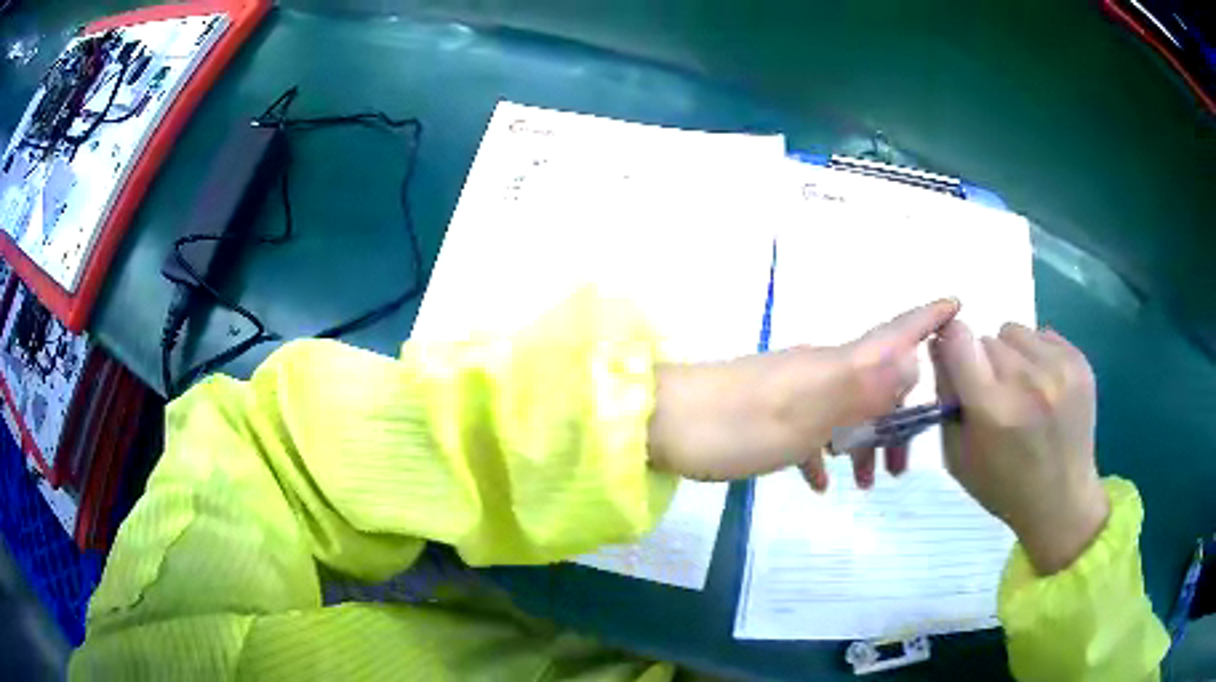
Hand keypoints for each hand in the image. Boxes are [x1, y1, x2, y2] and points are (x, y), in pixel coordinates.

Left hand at [649, 299, 958, 486]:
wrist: (657, 425)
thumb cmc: (734, 424)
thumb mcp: (805, 413)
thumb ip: (861, 388)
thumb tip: (914, 363)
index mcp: (833, 364)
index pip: (892, 333)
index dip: (927, 319)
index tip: (958, 307)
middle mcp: (818, 369)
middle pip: (877, 379)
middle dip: (902, 413)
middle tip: (908, 460)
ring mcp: (792, 391)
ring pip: (847, 410)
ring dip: (866, 441)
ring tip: (873, 480)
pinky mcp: (767, 414)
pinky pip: (811, 431)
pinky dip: (824, 453)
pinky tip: (822, 481)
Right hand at [931, 320, 1108, 574]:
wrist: (1062, 502)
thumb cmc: (1004, 486)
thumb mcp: (958, 457)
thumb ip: (946, 399)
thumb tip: (940, 346)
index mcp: (992, 409)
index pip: (958, 339)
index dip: (952, 345)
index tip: (956, 361)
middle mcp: (1026, 380)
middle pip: (987, 339)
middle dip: (984, 362)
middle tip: (996, 395)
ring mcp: (1058, 368)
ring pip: (1014, 332)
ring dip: (1011, 355)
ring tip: (1023, 391)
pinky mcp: (1079, 362)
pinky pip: (1043, 335)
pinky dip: (1037, 355)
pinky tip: (1045, 389)